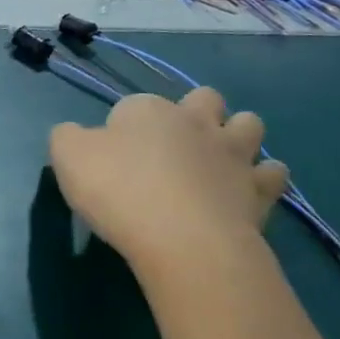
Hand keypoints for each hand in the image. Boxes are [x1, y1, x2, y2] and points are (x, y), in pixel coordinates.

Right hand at [49, 87, 288, 274]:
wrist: (182, 238)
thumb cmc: (119, 192)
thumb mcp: (68, 158)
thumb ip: (67, 138)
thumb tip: (75, 135)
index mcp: (147, 110)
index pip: (133, 106)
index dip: (122, 127)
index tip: (111, 157)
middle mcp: (196, 121)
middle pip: (203, 99)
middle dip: (194, 113)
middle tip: (172, 149)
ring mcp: (234, 153)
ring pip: (249, 124)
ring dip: (236, 136)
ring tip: (216, 163)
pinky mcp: (260, 188)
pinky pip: (272, 173)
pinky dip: (262, 178)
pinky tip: (244, 193)